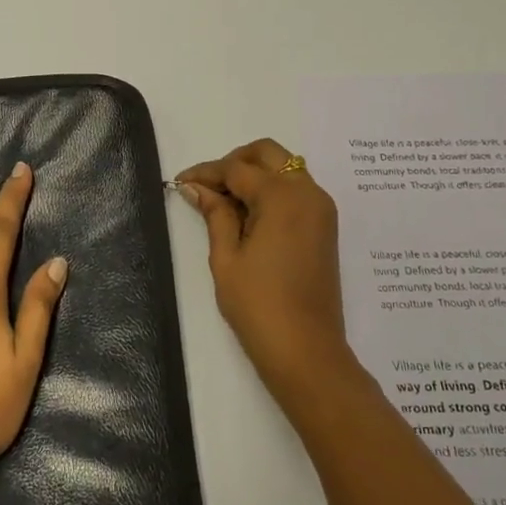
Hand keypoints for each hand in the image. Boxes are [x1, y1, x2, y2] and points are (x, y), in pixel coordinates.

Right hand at [175, 138, 361, 407]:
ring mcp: (321, 209)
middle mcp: (308, 193)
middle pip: (269, 154)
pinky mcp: (325, 226)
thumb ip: (215, 214)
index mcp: (283, 197)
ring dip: (255, 175)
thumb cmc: (258, 305)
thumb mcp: (226, 258)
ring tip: (224, 203)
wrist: (306, 350)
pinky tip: (247, 215)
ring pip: (286, 169)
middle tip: (207, 186)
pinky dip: (272, 191)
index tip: (180, 183)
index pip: (237, 169)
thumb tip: (196, 188)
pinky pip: (296, 191)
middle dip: (235, 162)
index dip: (206, 173)